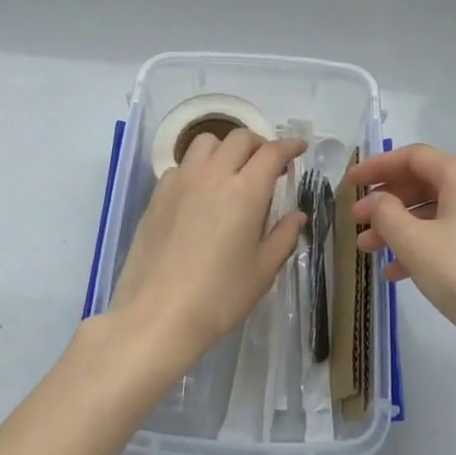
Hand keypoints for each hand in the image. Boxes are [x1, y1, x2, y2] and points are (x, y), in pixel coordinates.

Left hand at [111, 129, 305, 368]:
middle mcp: (213, 175)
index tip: (298, 148)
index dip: (289, 146)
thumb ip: (283, 237)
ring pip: (206, 143)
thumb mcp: (262, 271)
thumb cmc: (219, 297)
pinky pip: (181, 165)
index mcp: (246, 191)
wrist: (157, 315)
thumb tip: (297, 216)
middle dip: (259, 144)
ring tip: (231, 171)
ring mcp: (181, 181)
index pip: (272, 152)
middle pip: (239, 138)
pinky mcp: (157, 194)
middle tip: (268, 165)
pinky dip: (197, 167)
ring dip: (225, 148)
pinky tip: (200, 193)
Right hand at [347, 144, 455, 359]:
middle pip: (426, 183)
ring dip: (402, 228)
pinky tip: (401, 272)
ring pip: (439, 212)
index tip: (350, 183)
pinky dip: (427, 245)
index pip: (413, 157)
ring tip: (371, 252)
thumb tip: (378, 200)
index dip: (377, 167)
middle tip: (358, 222)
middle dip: (387, 203)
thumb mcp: (414, 243)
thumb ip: (386, 213)